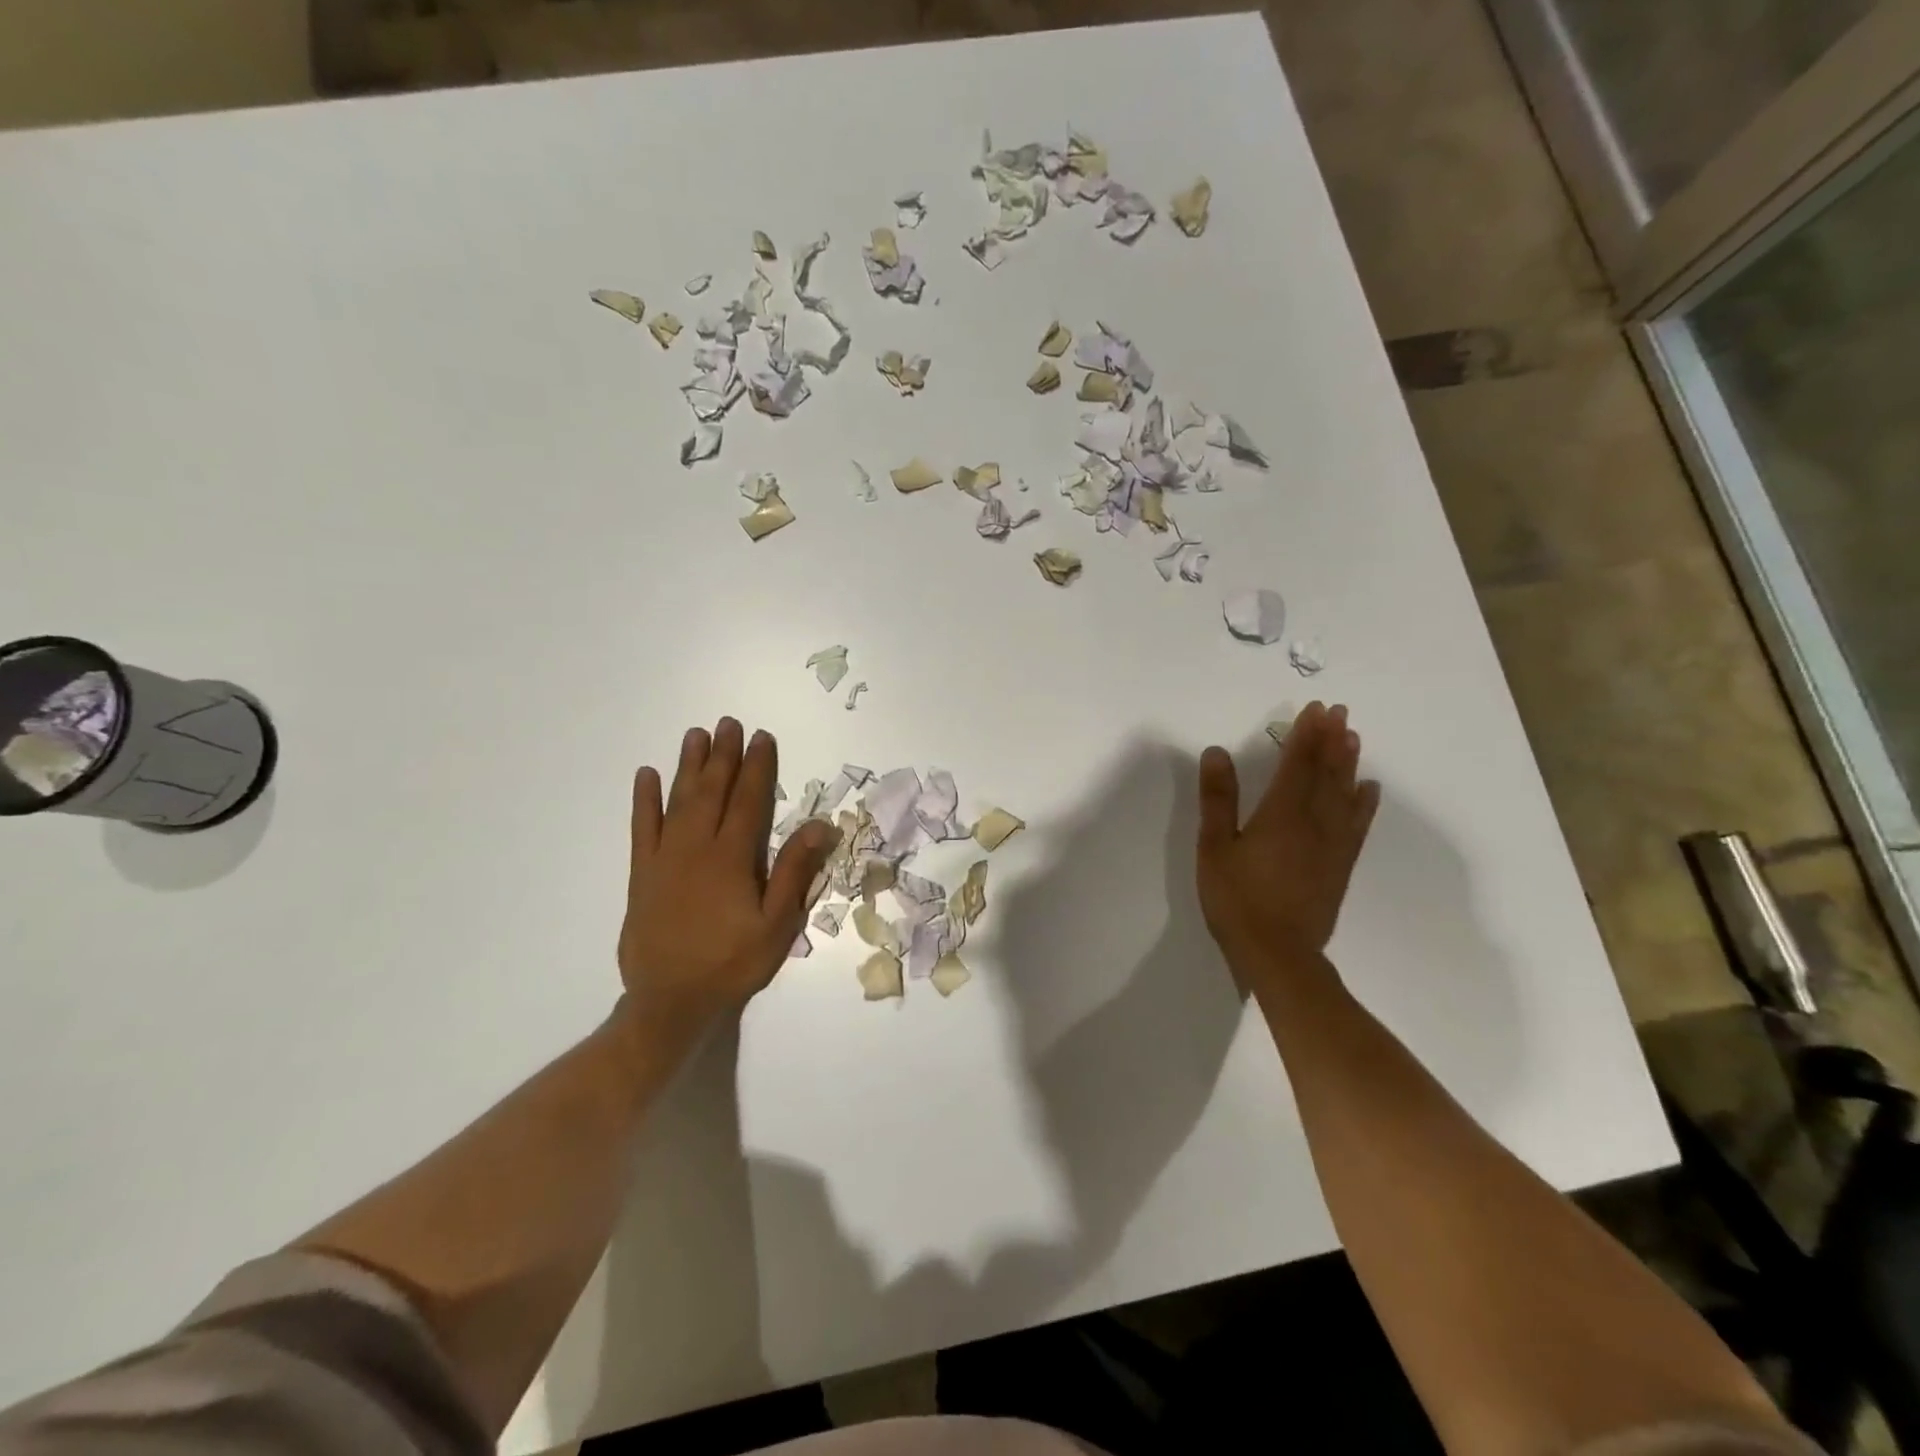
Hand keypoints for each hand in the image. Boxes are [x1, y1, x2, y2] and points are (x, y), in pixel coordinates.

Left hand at [618, 718, 839, 1036]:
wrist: (670, 1001)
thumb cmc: (732, 963)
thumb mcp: (777, 924)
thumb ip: (795, 871)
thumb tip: (820, 825)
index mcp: (731, 858)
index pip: (748, 800)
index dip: (757, 767)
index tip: (762, 737)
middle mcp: (696, 848)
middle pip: (712, 791)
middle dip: (723, 755)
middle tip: (729, 723)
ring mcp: (664, 858)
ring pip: (678, 800)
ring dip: (688, 766)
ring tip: (695, 735)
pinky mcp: (642, 874)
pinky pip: (642, 827)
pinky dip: (644, 800)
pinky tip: (646, 776)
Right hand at [1196, 702, 1379, 974]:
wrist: (1278, 953)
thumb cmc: (1237, 899)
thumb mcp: (1214, 847)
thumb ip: (1217, 799)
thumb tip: (1216, 752)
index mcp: (1281, 814)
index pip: (1296, 764)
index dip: (1305, 735)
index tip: (1314, 709)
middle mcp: (1314, 822)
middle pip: (1326, 773)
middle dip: (1330, 740)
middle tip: (1339, 711)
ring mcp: (1332, 844)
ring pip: (1345, 794)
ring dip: (1348, 763)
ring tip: (1353, 737)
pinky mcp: (1340, 865)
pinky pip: (1357, 824)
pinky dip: (1364, 802)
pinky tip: (1369, 789)